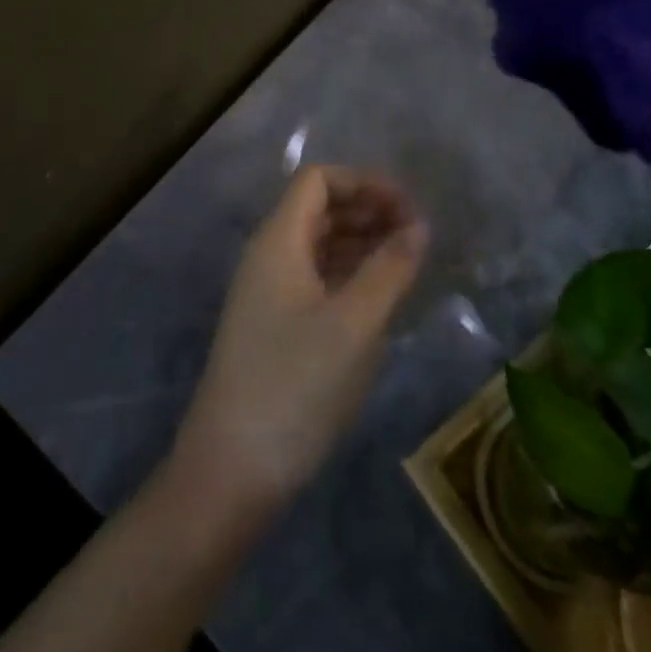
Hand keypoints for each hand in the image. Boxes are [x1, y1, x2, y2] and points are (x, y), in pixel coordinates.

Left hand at [169, 166, 428, 517]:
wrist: (231, 470)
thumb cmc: (295, 385)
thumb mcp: (355, 325)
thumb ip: (390, 269)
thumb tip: (419, 226)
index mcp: (278, 240)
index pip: (318, 181)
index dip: (364, 182)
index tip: (408, 208)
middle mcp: (269, 256)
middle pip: (319, 209)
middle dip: (368, 211)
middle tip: (416, 235)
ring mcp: (268, 293)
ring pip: (319, 246)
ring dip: (361, 243)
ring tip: (407, 261)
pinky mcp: (274, 327)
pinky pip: (316, 279)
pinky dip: (349, 275)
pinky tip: (380, 296)